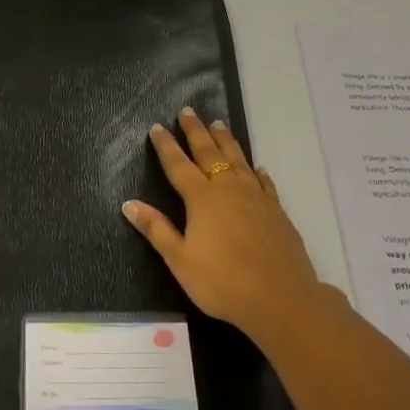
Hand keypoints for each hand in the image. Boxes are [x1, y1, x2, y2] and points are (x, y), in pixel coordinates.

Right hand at [123, 108, 325, 342]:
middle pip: (209, 153)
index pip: (178, 165)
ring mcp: (256, 198)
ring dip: (226, 141)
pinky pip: (264, 182)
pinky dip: (256, 171)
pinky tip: (256, 167)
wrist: (281, 299)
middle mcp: (229, 189)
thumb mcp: (180, 260)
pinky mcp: (276, 211)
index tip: (157, 126)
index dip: (166, 146)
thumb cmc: (222, 282)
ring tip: (218, 124)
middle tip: (188, 111)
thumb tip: (128, 204)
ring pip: (238, 160)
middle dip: (196, 131)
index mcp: (202, 199)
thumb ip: (156, 229)